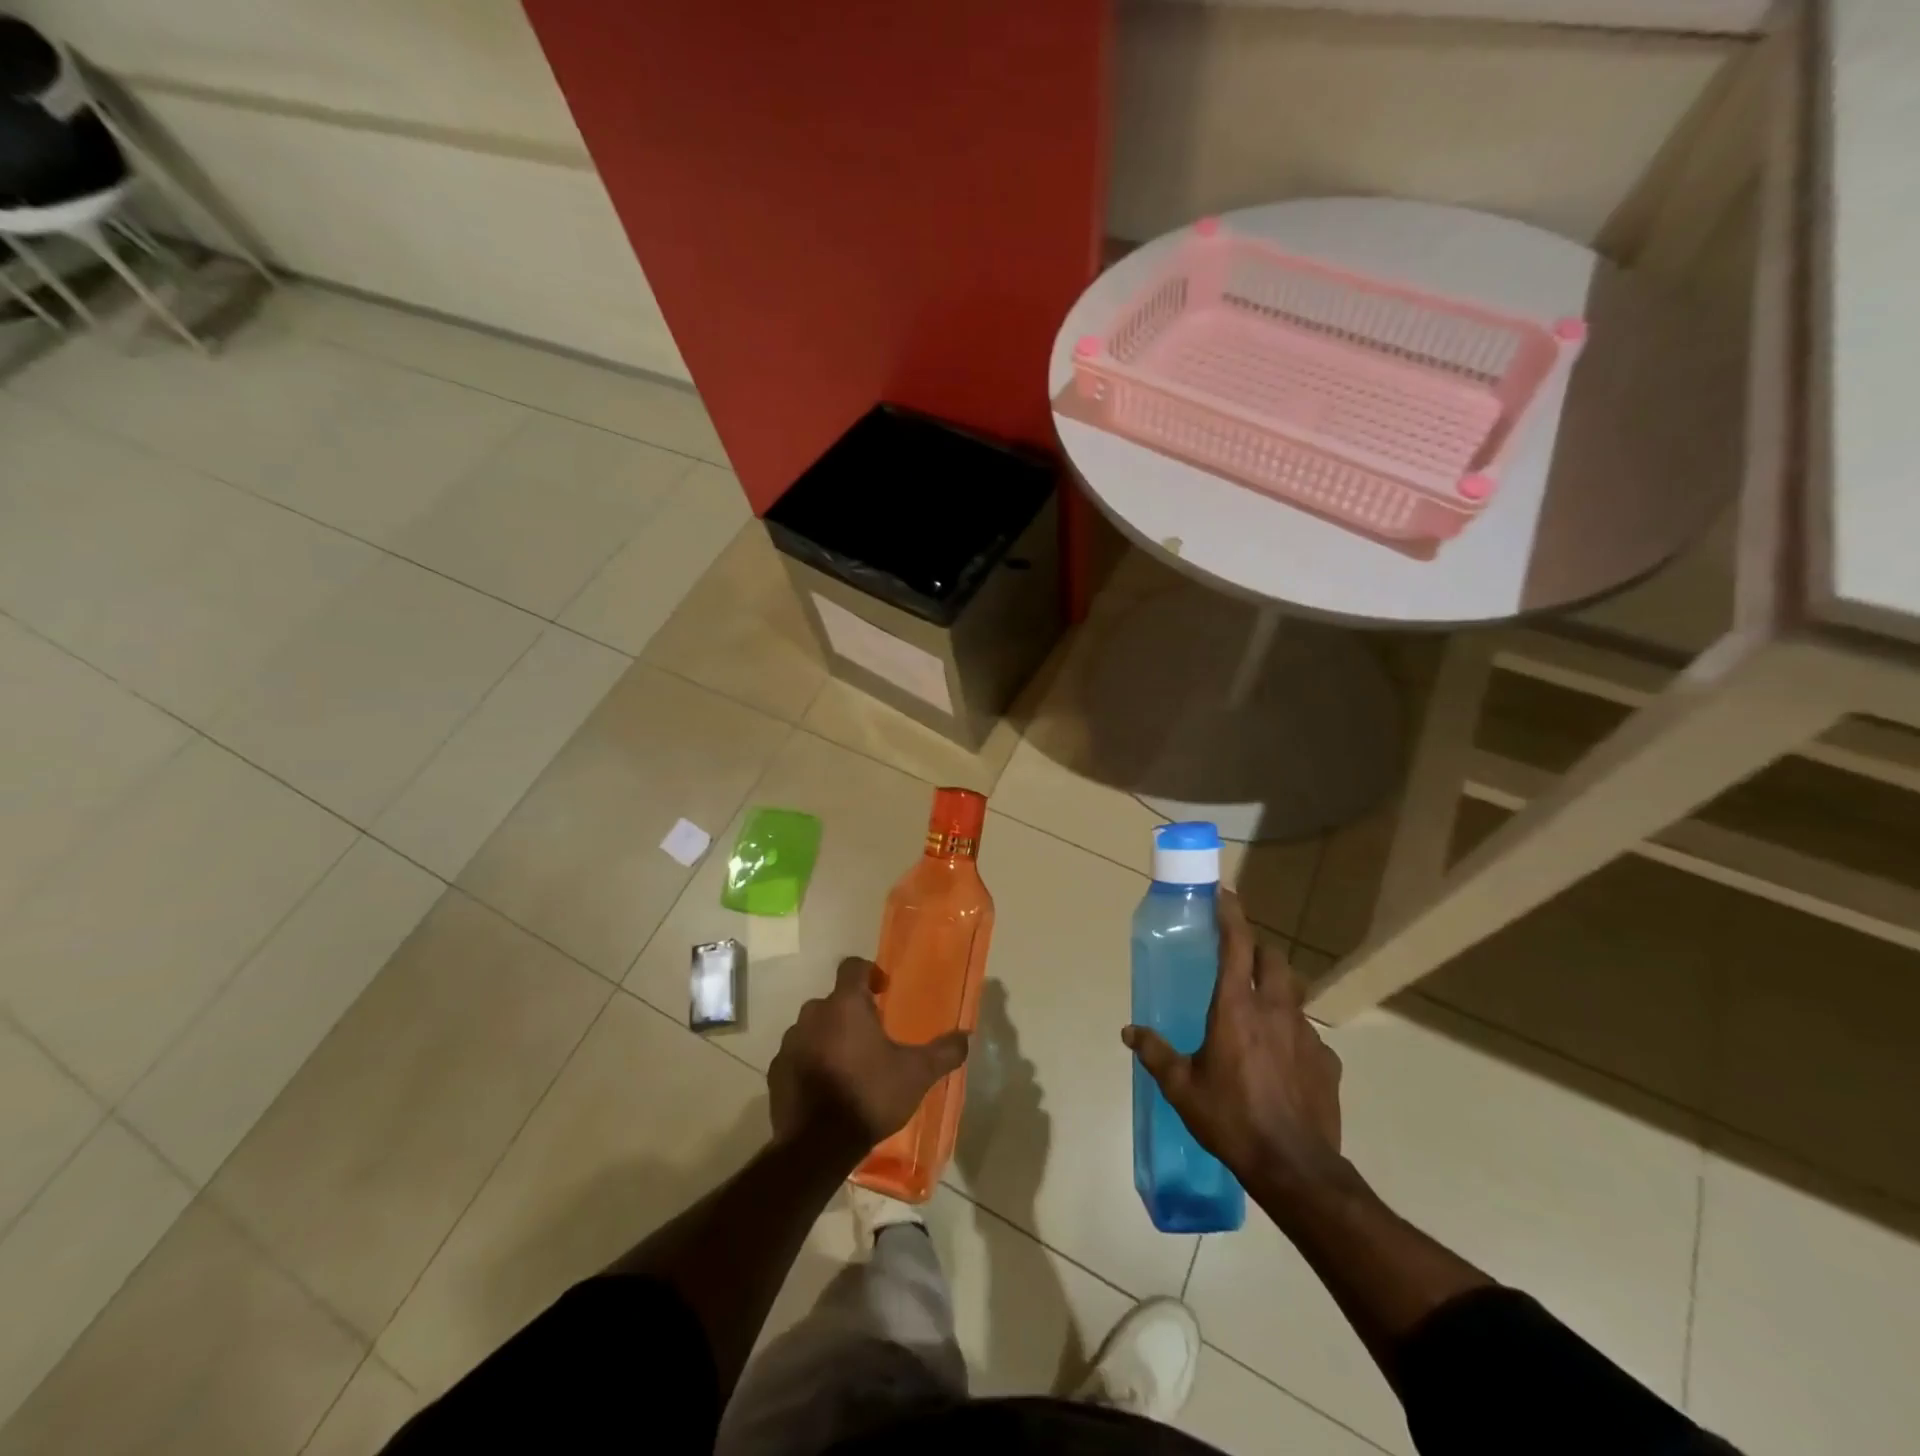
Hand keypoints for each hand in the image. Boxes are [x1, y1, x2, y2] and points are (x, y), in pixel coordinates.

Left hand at [769, 957, 969, 1164]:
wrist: (817, 1146)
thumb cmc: (870, 1096)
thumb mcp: (916, 1074)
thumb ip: (943, 1052)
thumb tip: (966, 1036)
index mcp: (846, 1005)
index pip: (852, 966)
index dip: (869, 972)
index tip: (883, 990)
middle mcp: (813, 1014)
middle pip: (833, 1000)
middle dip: (851, 1011)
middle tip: (871, 1035)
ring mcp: (790, 1042)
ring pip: (813, 1027)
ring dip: (829, 1036)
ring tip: (849, 1063)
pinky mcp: (777, 1070)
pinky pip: (797, 1055)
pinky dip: (811, 1062)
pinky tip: (827, 1086)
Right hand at [1123, 892, 1346, 1195]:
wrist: (1295, 1168)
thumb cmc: (1231, 1118)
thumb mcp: (1182, 1087)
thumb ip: (1155, 1053)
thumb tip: (1128, 1032)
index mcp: (1236, 1007)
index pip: (1237, 944)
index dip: (1231, 914)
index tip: (1223, 895)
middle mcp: (1275, 1010)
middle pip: (1274, 959)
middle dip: (1257, 950)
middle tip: (1239, 959)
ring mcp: (1307, 1034)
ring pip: (1294, 994)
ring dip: (1276, 990)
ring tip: (1259, 1012)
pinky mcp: (1327, 1062)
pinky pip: (1308, 1035)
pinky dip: (1292, 1035)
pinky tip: (1281, 1062)